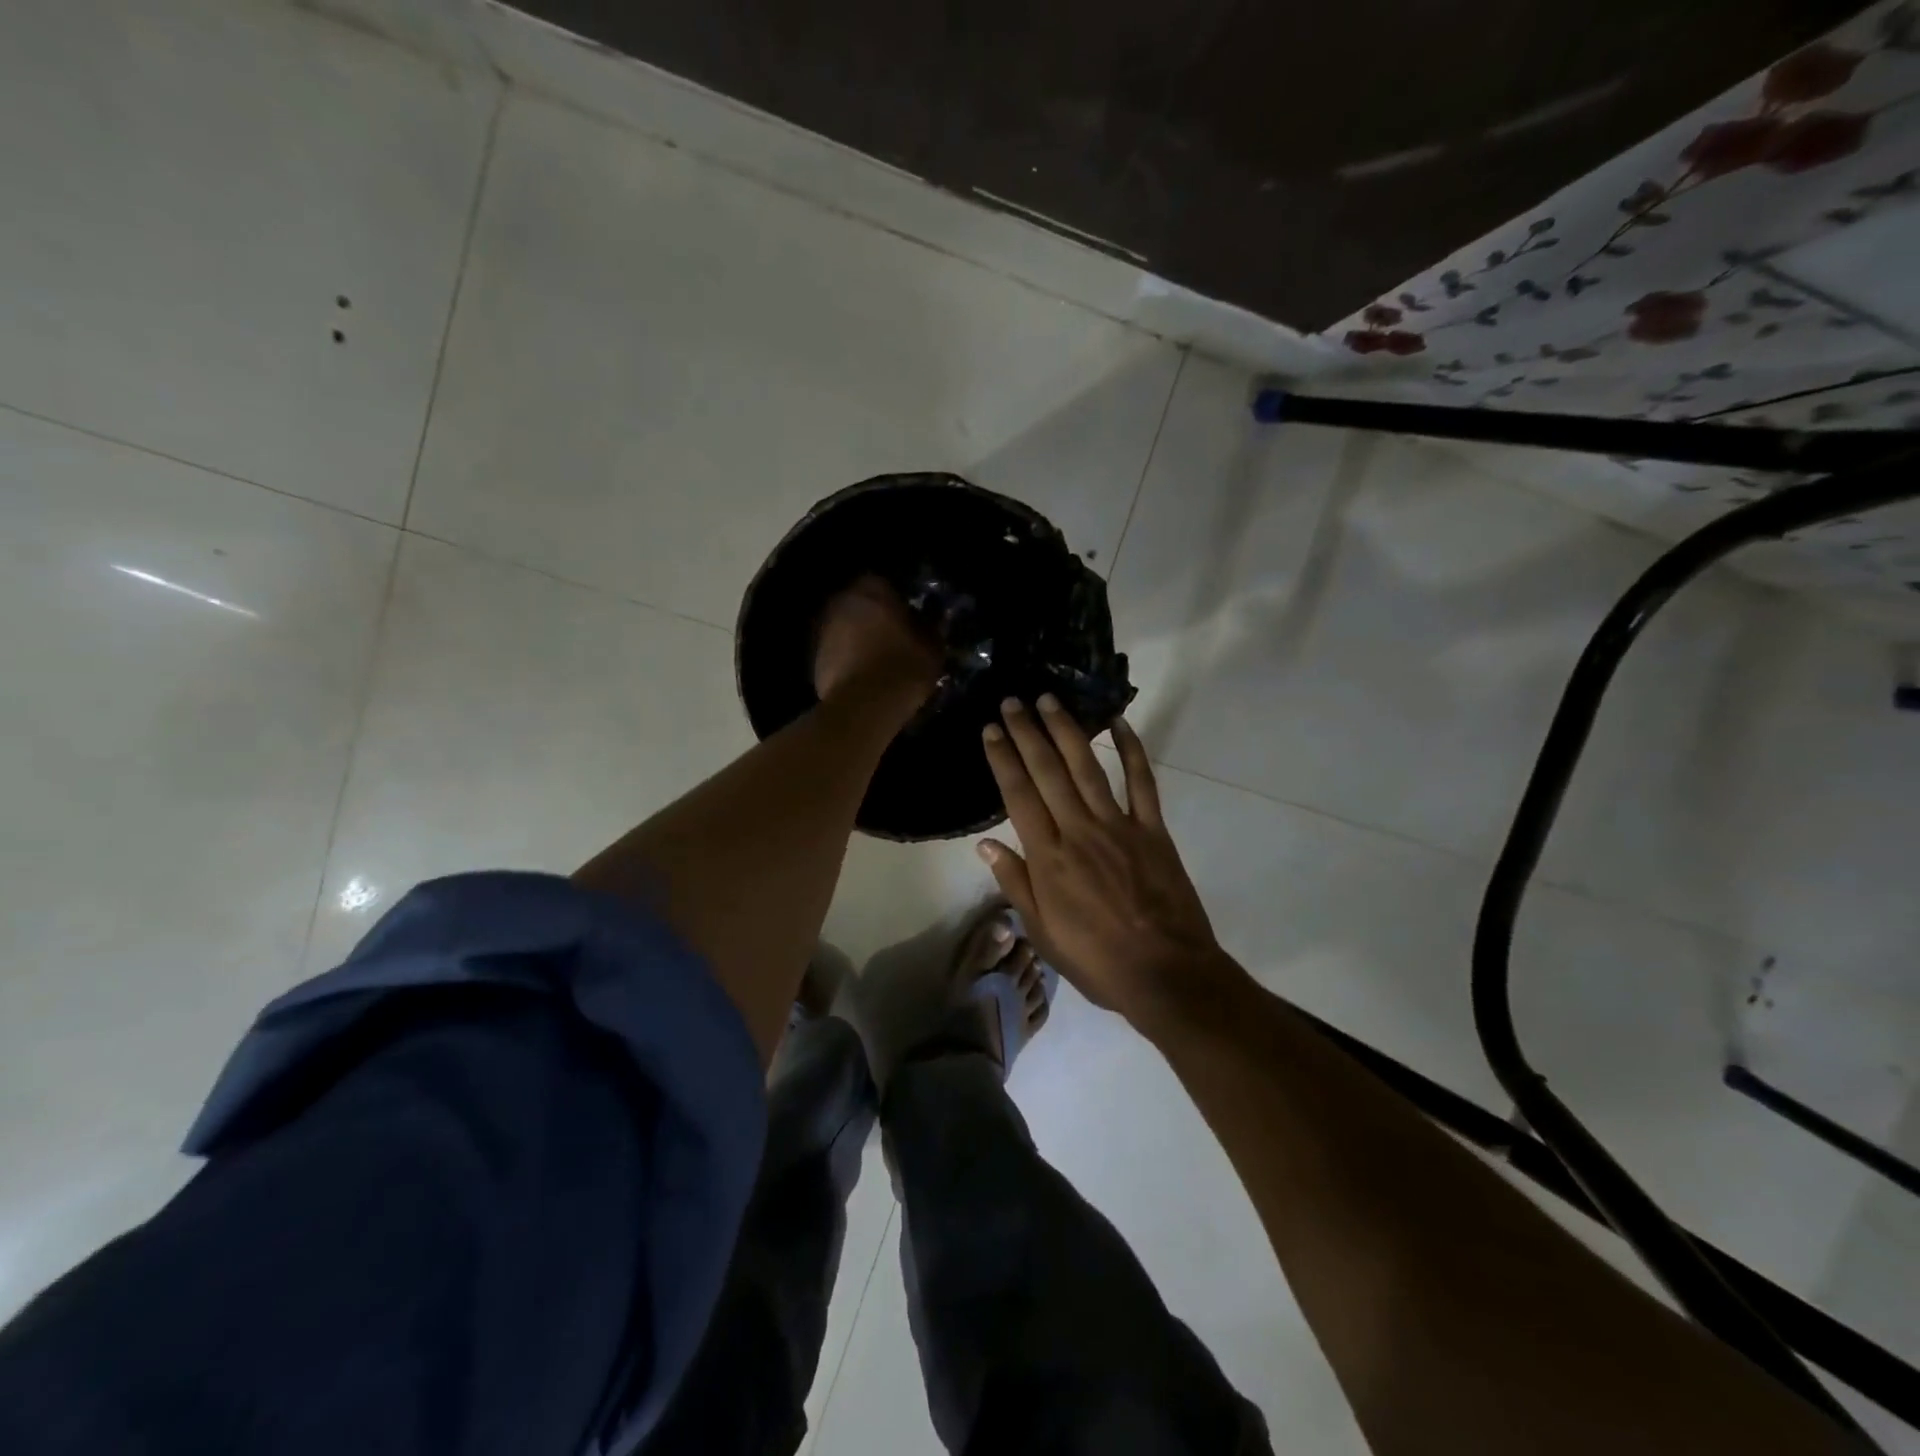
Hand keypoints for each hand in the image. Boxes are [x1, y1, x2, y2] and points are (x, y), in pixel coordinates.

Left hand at [814, 574, 942, 704]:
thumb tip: (930, 619)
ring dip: (859, 639)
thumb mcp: (933, 645)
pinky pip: (837, 652)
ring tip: (878, 660)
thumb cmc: (904, 666)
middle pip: (861, 605)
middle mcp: (842, 601)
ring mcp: (824, 629)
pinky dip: (847, 660)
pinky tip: (864, 677)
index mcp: (872, 589)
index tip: (910, 619)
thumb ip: (930, 626)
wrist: (866, 704)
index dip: (898, 601)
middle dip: (875, 618)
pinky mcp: (815, 658)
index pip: (886, 584)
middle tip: (894, 638)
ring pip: (846, 628)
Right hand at [977, 696, 1234, 1028]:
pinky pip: (1142, 782)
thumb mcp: (1043, 933)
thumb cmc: (1097, 960)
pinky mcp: (1153, 830)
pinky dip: (1132, 751)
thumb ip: (1015, 884)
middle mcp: (1079, 831)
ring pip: (1087, 767)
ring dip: (1067, 730)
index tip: (992, 729)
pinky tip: (1119, 724)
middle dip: (1028, 732)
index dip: (1003, 759)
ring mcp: (1119, 826)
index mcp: (1048, 858)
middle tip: (1014, 700)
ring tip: (1050, 700)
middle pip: (1048, 772)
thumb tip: (986, 844)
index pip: (1018, 796)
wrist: (1166, 974)